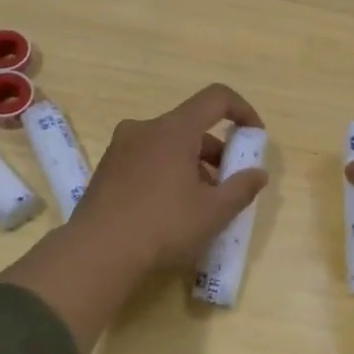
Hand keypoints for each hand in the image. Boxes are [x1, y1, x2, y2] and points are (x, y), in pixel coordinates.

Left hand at [78, 82, 269, 274]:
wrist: (96, 255)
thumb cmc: (163, 227)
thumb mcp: (214, 212)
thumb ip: (242, 188)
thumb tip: (258, 173)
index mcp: (173, 129)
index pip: (216, 98)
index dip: (242, 110)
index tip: (255, 136)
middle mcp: (144, 129)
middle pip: (191, 125)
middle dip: (217, 151)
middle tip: (229, 184)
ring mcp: (120, 148)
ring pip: (168, 144)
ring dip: (192, 164)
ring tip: (201, 203)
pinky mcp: (106, 170)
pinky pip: (147, 159)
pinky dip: (167, 172)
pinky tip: (170, 210)